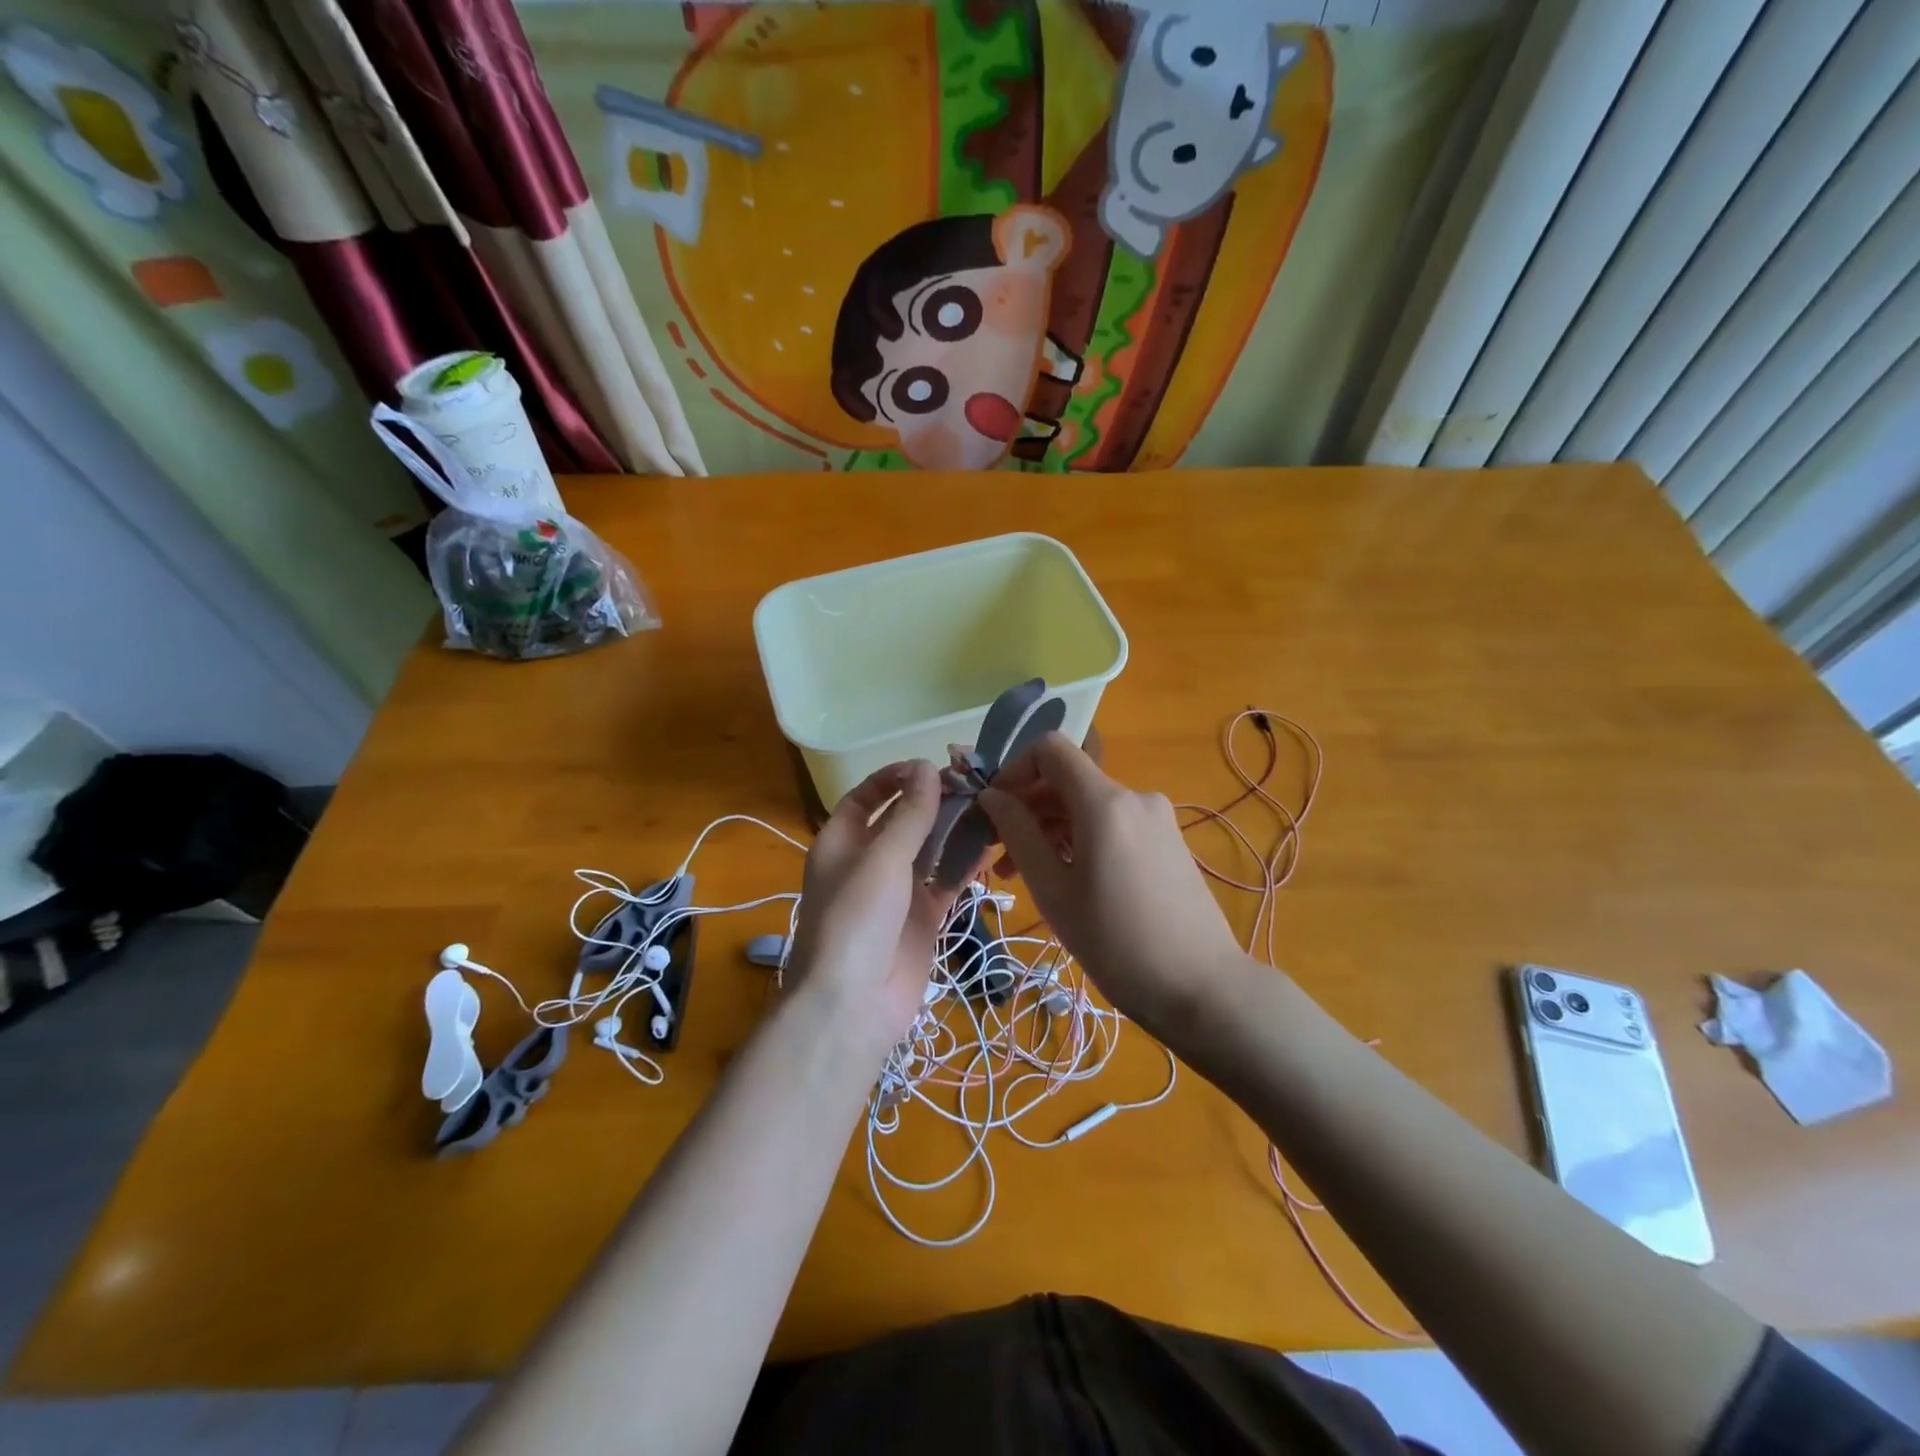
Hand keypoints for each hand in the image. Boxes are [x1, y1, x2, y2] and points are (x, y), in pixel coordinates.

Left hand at [785, 760, 964, 1055]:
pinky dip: (965, 866)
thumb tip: (927, 766)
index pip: (866, 796)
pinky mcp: (922, 917)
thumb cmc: (857, 918)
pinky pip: (945, 882)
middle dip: (934, 802)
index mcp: (841, 841)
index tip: (932, 766)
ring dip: (955, 831)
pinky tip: (993, 847)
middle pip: (902, 821)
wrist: (853, 1005)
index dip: (895, 778)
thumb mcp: (882, 857)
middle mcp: (868, 861)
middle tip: (977, 784)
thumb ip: (909, 813)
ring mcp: (897, 891)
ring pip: (929, 850)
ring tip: (992, 808)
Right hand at [979, 735, 1249, 1039]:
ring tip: (1026, 875)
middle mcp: (1134, 797)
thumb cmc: (1116, 942)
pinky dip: (1081, 838)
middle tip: (1000, 856)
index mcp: (1104, 802)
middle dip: (1027, 807)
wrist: (1202, 987)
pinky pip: (1112, 823)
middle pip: (1067, 779)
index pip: (1050, 748)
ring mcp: (1156, 818)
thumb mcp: (1053, 891)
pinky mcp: (1167, 840)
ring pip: (1088, 805)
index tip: (994, 810)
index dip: (1014, 769)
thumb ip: (1018, 834)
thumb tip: (991, 796)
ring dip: (1051, 828)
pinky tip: (1069, 878)